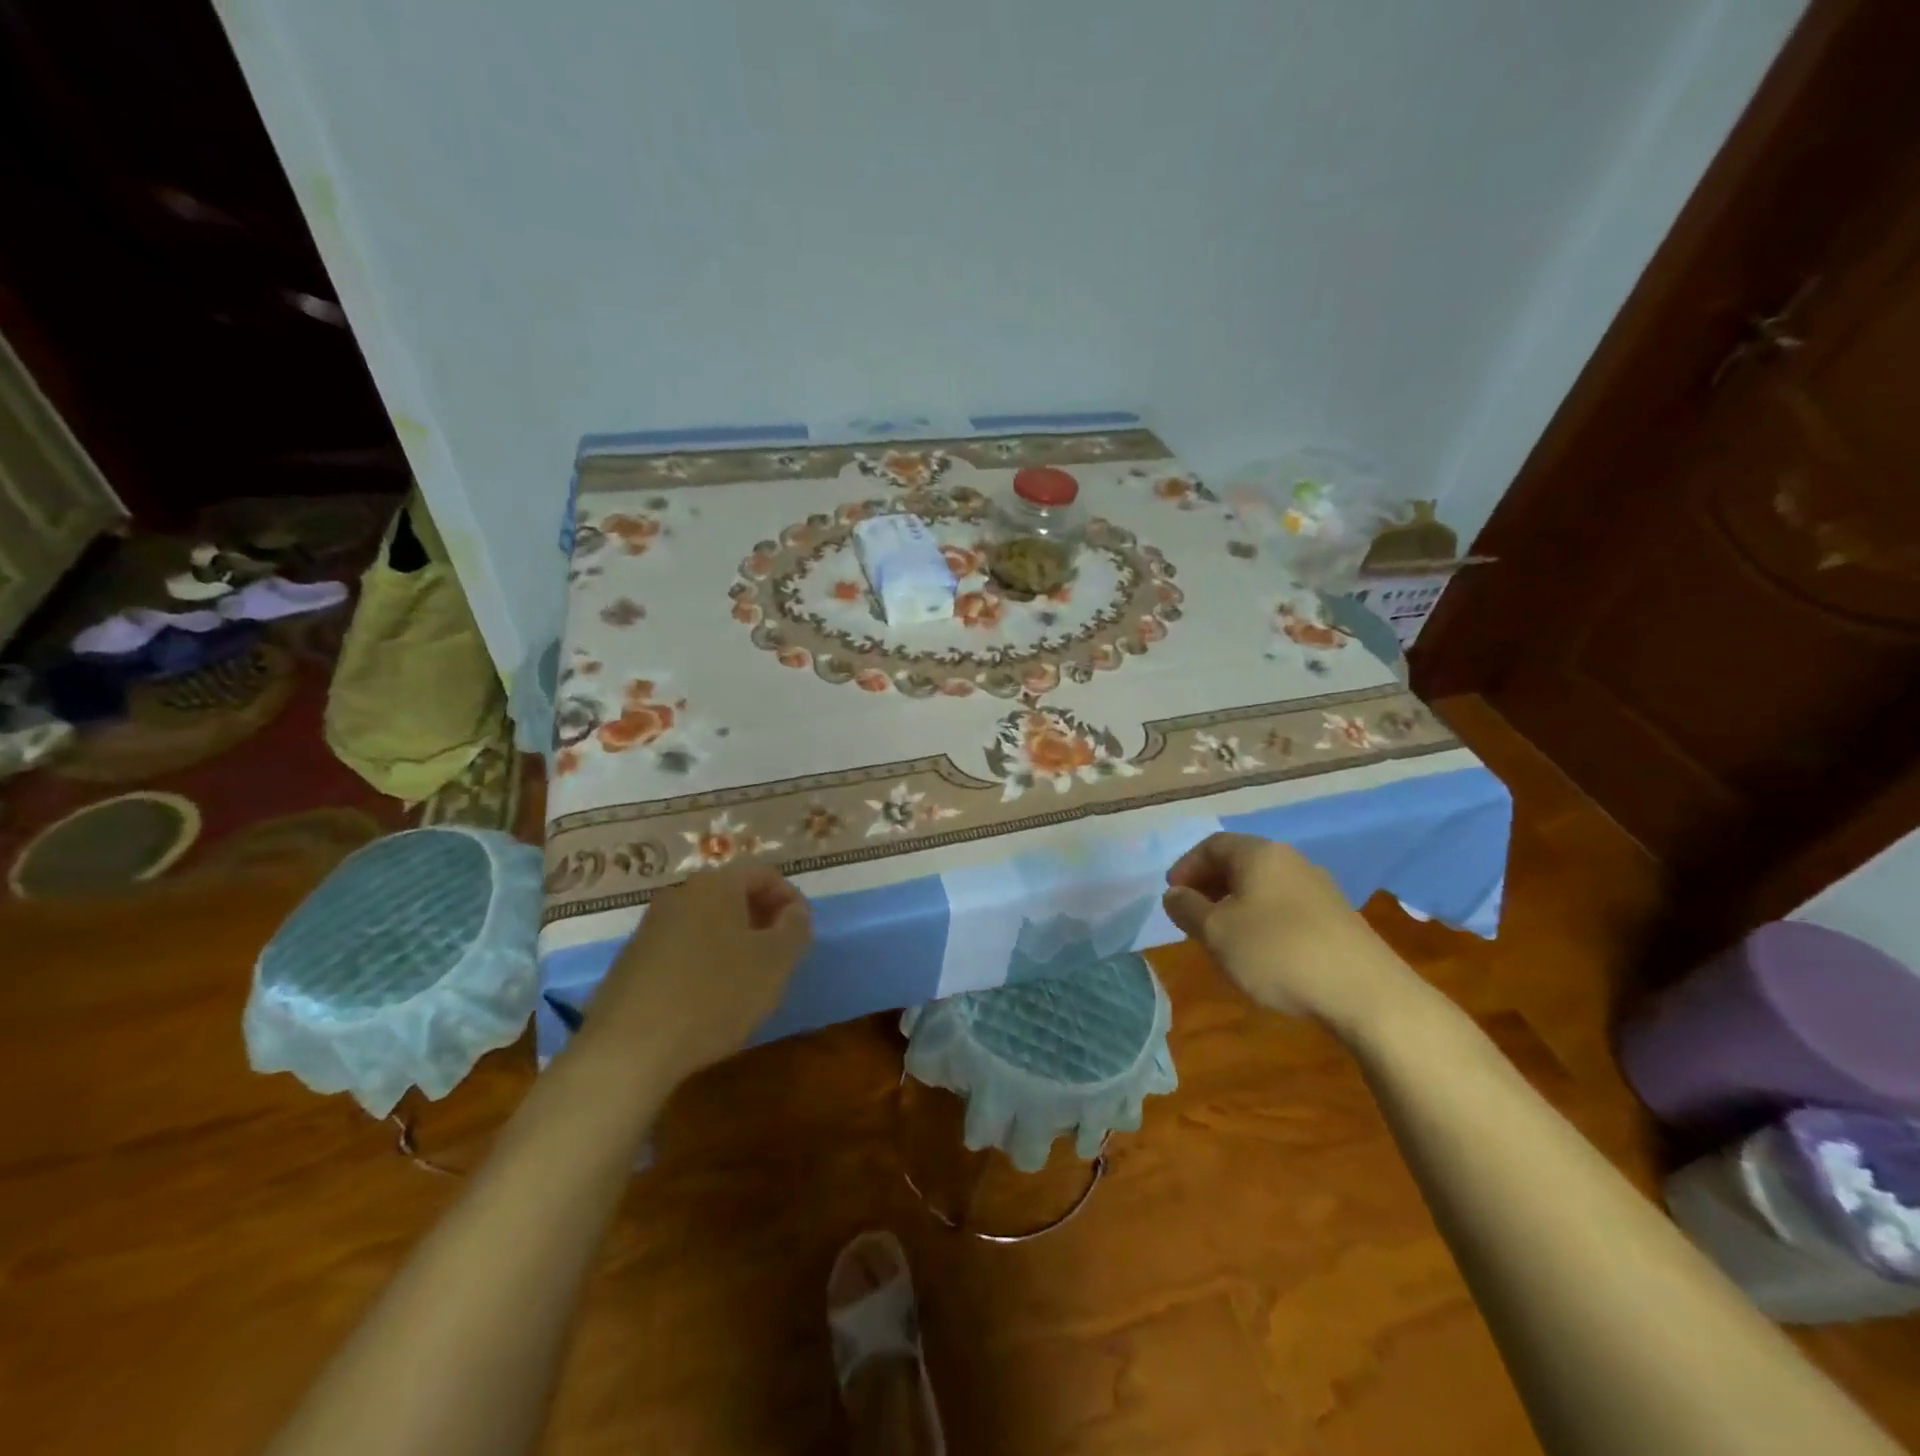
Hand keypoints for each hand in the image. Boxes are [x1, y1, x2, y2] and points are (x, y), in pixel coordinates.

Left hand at [580, 865, 812, 1086]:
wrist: (627, 1050)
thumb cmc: (714, 996)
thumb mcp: (775, 962)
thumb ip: (795, 928)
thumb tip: (794, 911)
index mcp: (716, 884)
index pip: (766, 875)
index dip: (791, 901)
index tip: (802, 936)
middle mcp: (680, 894)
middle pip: (734, 896)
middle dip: (762, 922)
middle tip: (780, 959)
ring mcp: (650, 927)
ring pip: (707, 924)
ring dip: (734, 944)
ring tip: (747, 984)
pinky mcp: (631, 962)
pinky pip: (682, 949)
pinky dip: (704, 964)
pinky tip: (709, 1001)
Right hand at [1163, 833, 1420, 1031]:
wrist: (1365, 993)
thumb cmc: (1277, 952)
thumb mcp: (1216, 933)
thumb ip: (1187, 909)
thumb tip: (1174, 894)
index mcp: (1259, 854)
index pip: (1212, 845)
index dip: (1186, 866)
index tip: (1172, 895)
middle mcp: (1290, 860)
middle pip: (1240, 862)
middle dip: (1210, 884)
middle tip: (1192, 914)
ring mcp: (1318, 887)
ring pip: (1263, 885)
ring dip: (1235, 903)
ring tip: (1222, 935)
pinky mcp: (1336, 916)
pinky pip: (1285, 905)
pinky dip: (1261, 917)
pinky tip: (1259, 949)